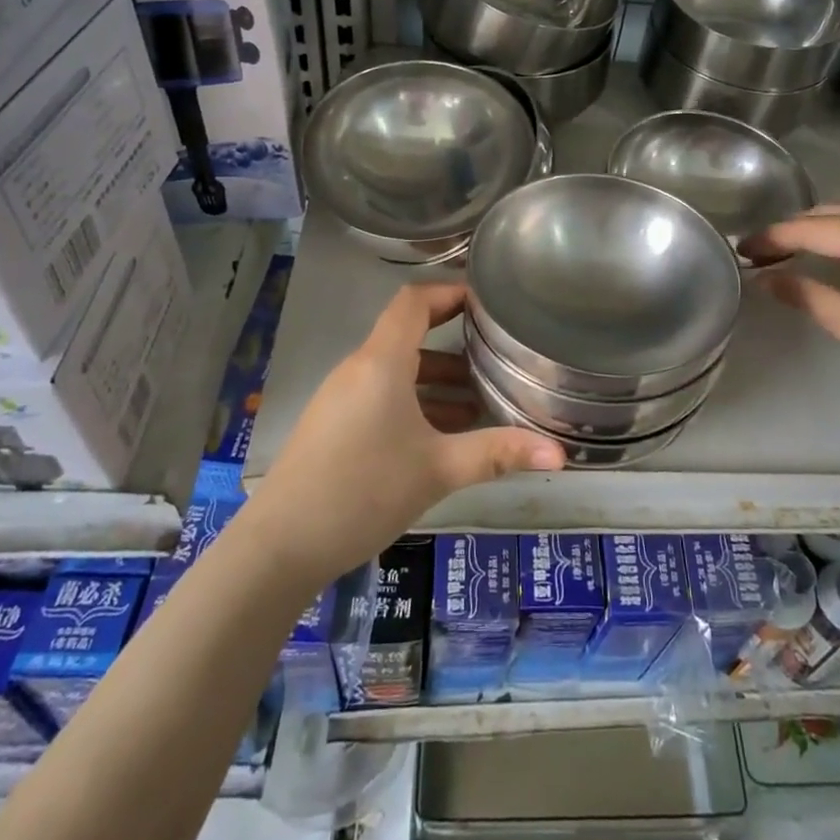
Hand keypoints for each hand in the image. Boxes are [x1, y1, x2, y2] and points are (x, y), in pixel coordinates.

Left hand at [248, 282, 563, 577]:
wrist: (279, 546)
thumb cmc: (363, 490)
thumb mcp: (438, 470)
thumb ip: (498, 454)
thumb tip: (560, 454)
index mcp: (382, 362)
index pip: (415, 301)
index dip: (450, 292)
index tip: (487, 301)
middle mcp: (360, 369)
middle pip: (410, 337)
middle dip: (456, 344)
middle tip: (499, 354)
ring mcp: (343, 398)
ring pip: (399, 372)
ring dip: (438, 381)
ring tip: (483, 402)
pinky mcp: (335, 425)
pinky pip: (383, 396)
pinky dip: (416, 402)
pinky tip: (444, 436)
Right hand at [759, 203, 839, 422]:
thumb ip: (805, 294)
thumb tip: (765, 279)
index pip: (811, 227)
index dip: (773, 237)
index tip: (742, 248)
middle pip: (836, 211)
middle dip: (797, 226)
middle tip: (764, 249)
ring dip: (824, 226)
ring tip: (794, 249)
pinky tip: (839, 256)